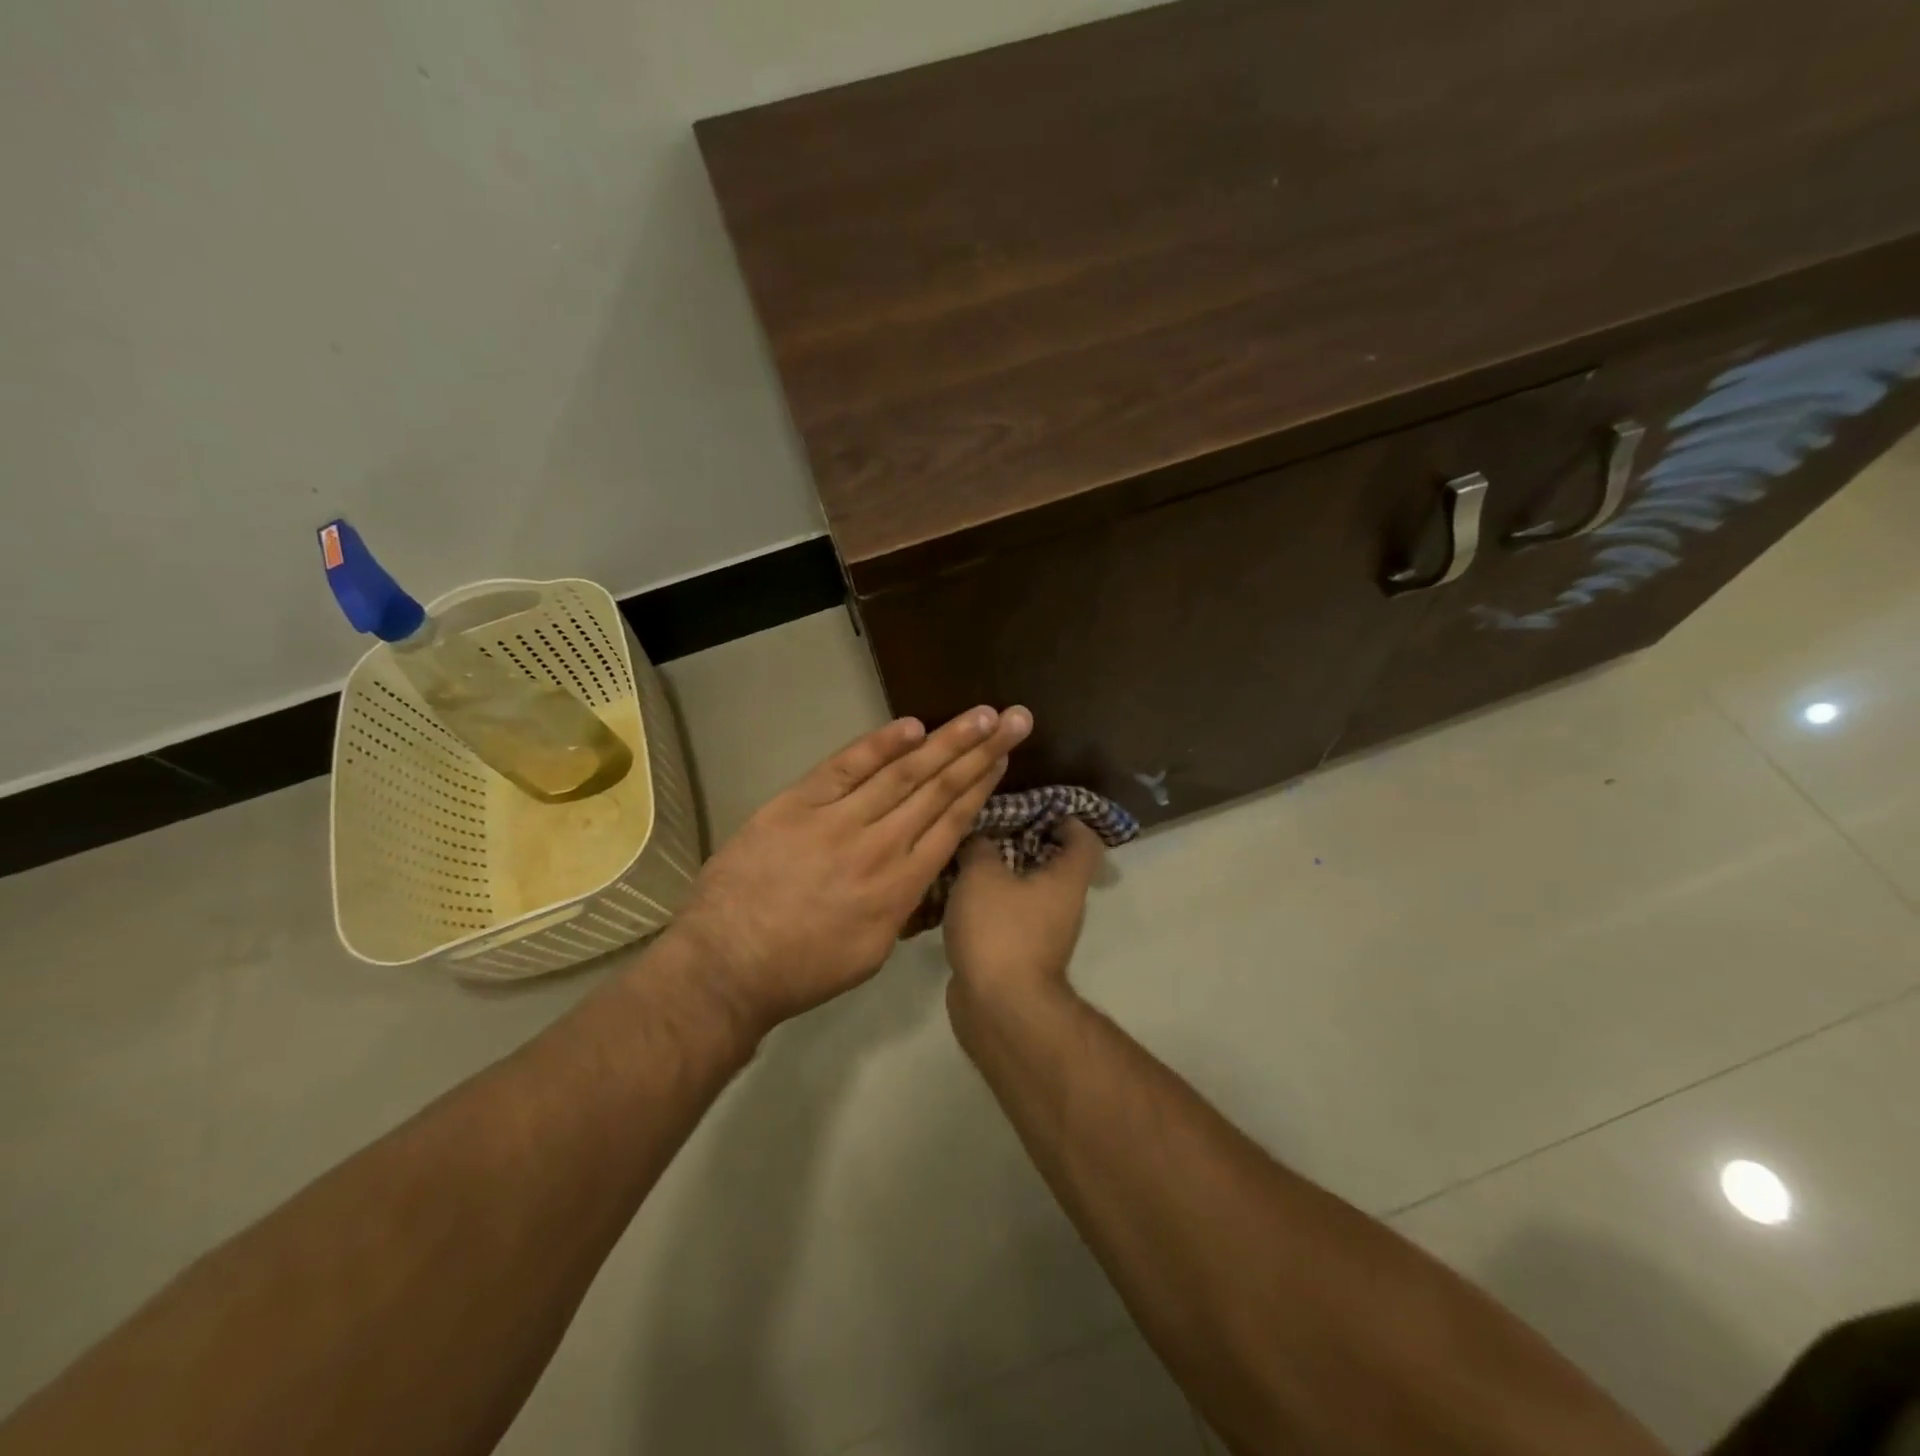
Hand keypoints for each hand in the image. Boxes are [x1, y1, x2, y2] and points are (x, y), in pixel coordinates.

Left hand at [665, 706, 1032, 1031]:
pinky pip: (845, 766)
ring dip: (945, 741)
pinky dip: (878, 745)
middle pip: (939, 789)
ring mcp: (837, 820)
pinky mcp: (797, 804)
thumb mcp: (872, 952)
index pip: (952, 824)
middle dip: (980, 751)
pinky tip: (911, 726)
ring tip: (979, 715)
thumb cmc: (802, 970)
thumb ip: (903, 906)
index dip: (981, 786)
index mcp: (901, 887)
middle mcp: (879, 846)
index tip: (1003, 757)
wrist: (726, 965)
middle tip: (1014, 719)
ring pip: (902, 773)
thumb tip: (921, 870)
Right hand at [943, 818, 1102, 1013]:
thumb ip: (979, 847)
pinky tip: (955, 897)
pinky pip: (1006, 919)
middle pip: (1051, 865)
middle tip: (988, 828)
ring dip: (999, 876)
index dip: (1067, 820)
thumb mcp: (982, 875)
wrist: (998, 1006)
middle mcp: (1063, 906)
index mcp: (1066, 880)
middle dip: (1021, 843)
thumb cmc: (1000, 930)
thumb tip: (978, 839)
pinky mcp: (1018, 956)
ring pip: (1024, 893)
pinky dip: (987, 906)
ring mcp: (1042, 935)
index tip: (1036, 809)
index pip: (1084, 840)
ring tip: (964, 858)